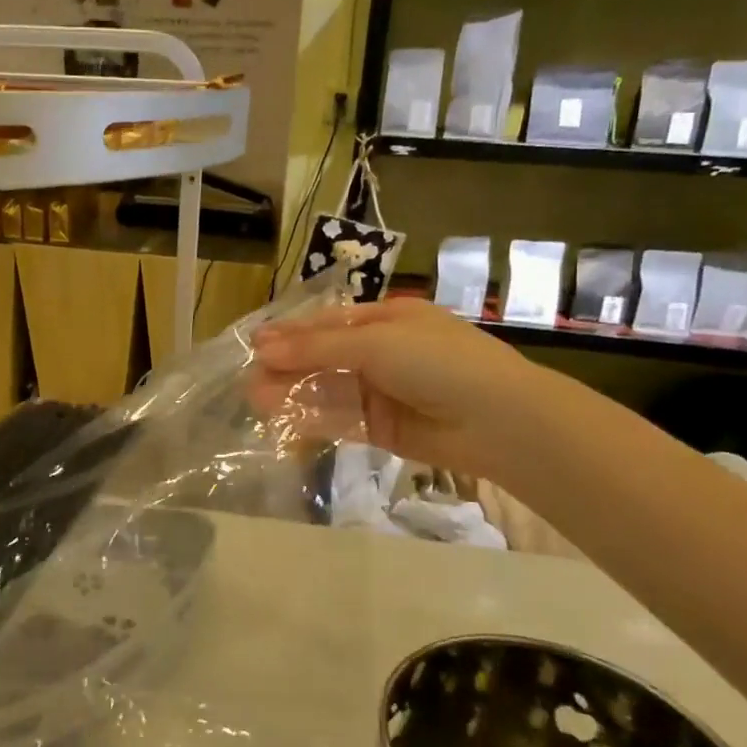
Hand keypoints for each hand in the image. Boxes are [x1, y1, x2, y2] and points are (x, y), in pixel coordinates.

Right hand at [252, 298, 541, 475]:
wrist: (497, 421)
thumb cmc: (437, 363)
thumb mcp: (375, 343)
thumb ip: (316, 347)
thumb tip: (263, 348)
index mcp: (388, 319)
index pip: (328, 323)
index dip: (291, 333)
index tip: (255, 344)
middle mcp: (383, 352)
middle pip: (324, 357)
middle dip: (288, 367)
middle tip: (249, 380)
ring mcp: (383, 391)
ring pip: (328, 389)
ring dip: (294, 393)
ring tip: (257, 401)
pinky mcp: (383, 428)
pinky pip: (341, 419)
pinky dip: (313, 418)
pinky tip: (285, 420)